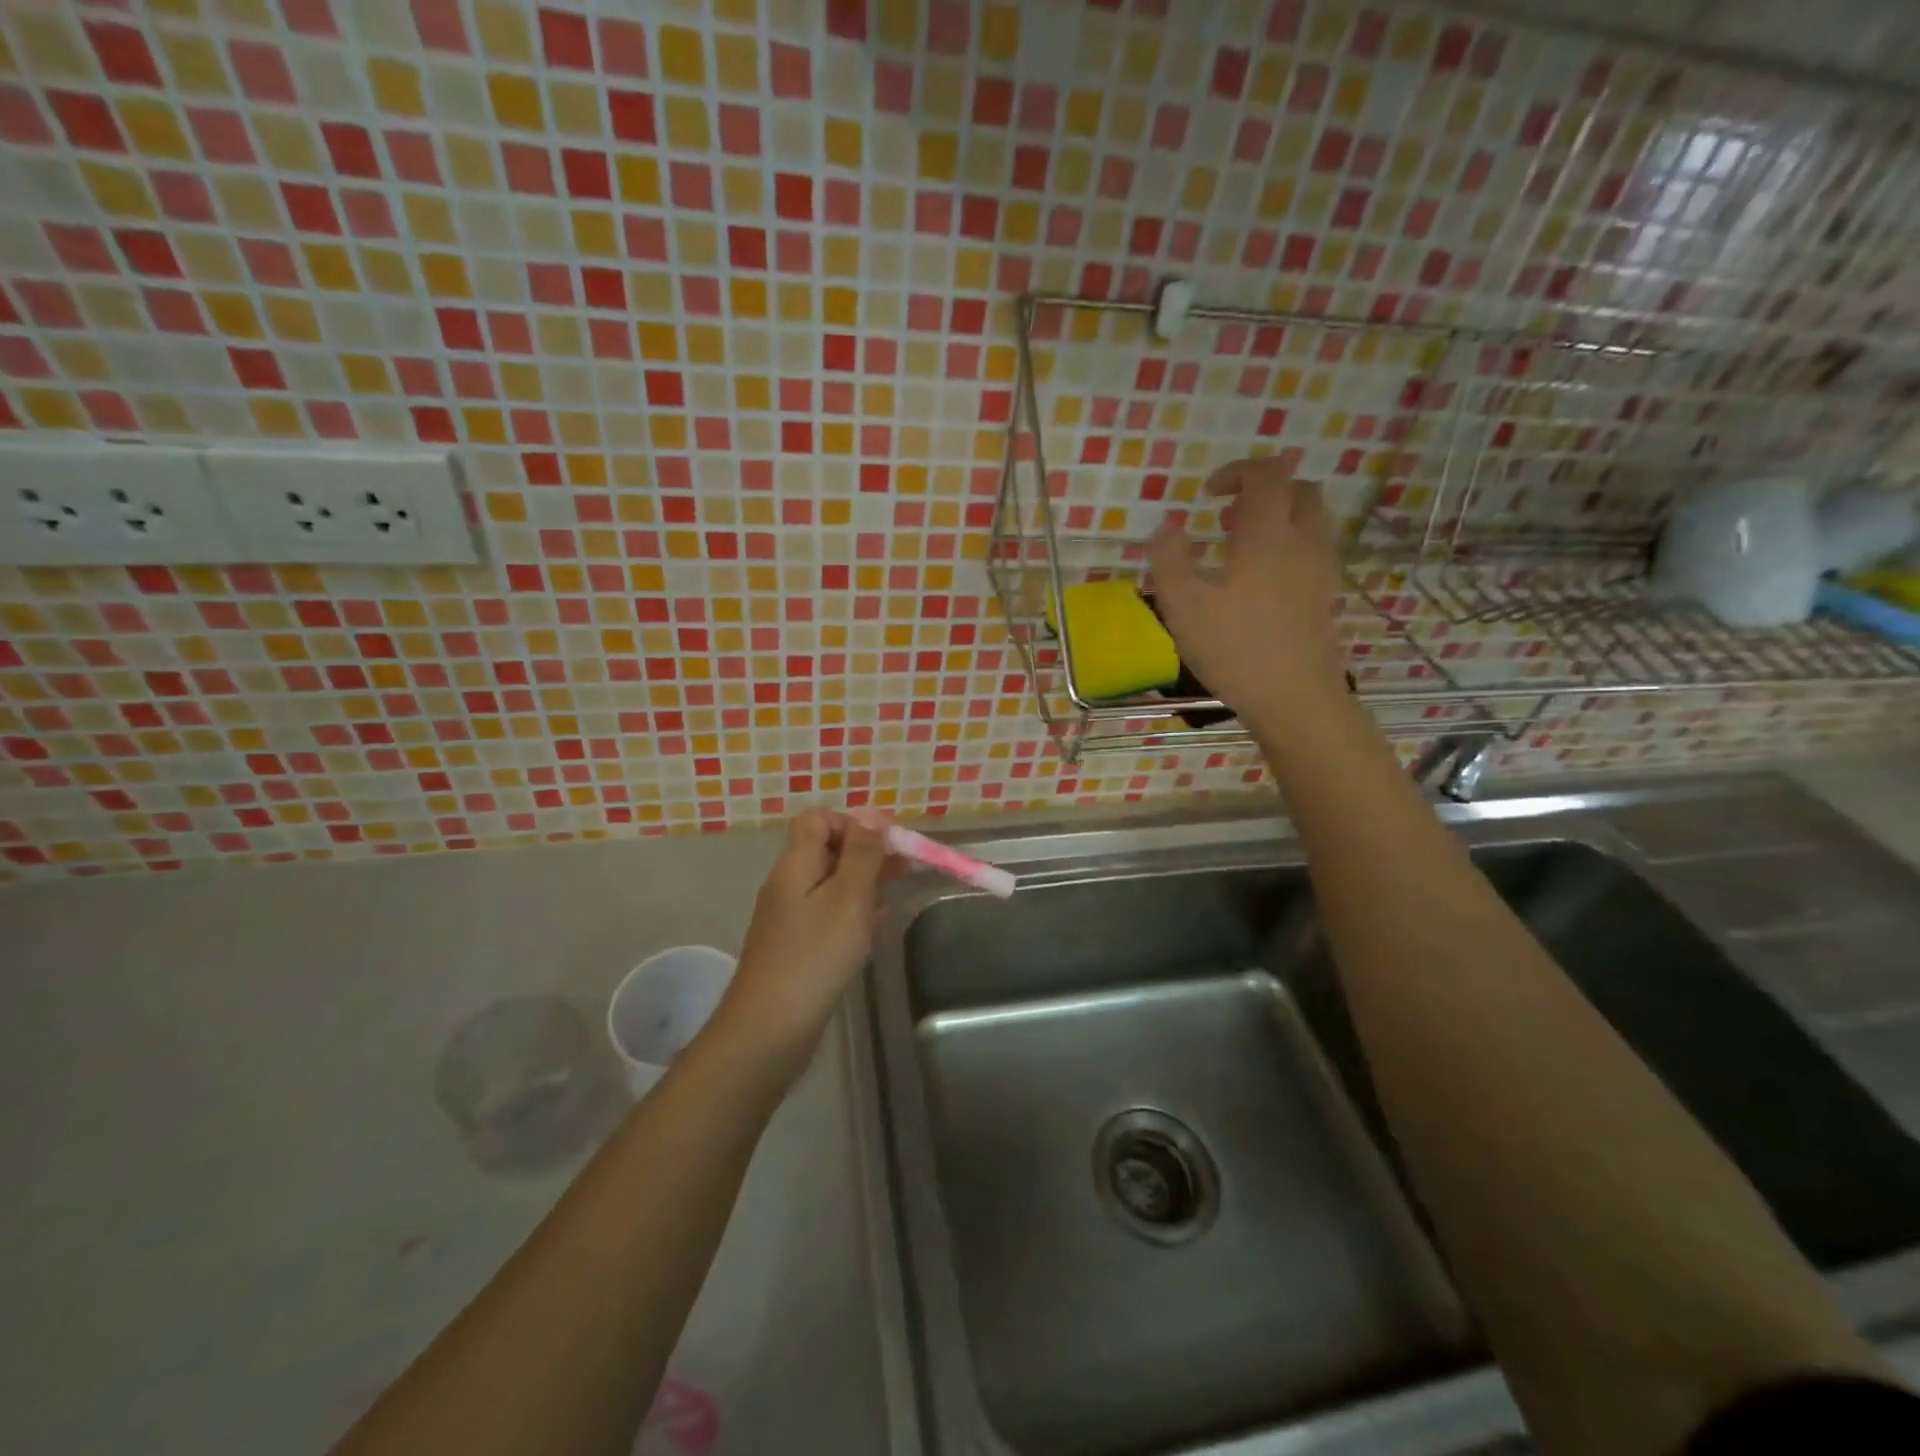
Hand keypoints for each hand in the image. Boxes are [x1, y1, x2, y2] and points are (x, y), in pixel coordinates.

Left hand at [710, 810, 892, 1072]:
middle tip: (903, 872)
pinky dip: (852, 913)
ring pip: (830, 883)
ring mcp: (789, 917)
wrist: (769, 1030)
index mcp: (795, 864)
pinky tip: (874, 930)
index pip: (817, 819)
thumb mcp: (848, 897)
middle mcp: (788, 884)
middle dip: (866, 854)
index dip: (852, 823)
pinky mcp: (795, 947)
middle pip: (826, 849)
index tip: (885, 846)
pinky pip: (827, 914)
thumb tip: (871, 813)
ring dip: (863, 884)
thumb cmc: (815, 956)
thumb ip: (863, 853)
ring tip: (894, 898)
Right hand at [1149, 461, 1348, 729]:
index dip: (1237, 472)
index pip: (1267, 475)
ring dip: (1280, 520)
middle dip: (1266, 491)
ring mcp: (1321, 572)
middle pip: (1300, 491)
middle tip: (1229, 517)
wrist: (1295, 699)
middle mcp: (1303, 544)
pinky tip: (1261, 584)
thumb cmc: (1234, 648)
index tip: (1208, 494)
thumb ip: (1169, 560)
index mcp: (1268, 535)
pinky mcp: (1326, 600)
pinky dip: (1290, 551)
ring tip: (1242, 549)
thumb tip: (1167, 530)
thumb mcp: (1182, 605)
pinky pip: (1313, 555)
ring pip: (1312, 523)